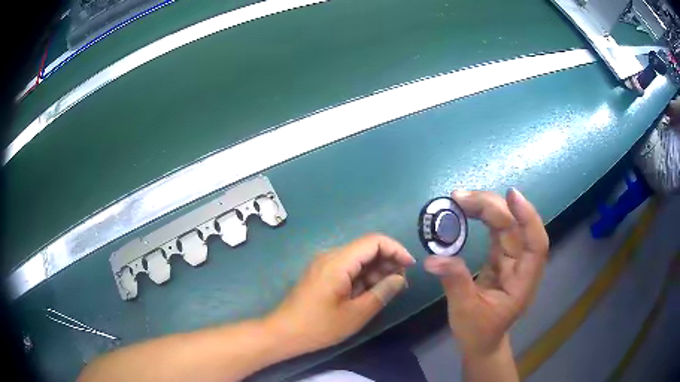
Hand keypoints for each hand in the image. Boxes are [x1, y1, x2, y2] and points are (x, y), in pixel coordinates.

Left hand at [266, 234, 415, 352]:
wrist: (284, 333)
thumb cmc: (320, 326)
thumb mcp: (356, 314)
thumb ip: (382, 293)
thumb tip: (400, 278)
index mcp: (338, 262)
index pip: (374, 241)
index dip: (396, 249)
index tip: (410, 266)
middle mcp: (331, 256)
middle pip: (367, 249)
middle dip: (388, 262)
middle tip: (401, 283)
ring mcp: (325, 265)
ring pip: (359, 259)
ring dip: (377, 271)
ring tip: (390, 290)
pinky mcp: (323, 274)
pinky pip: (349, 269)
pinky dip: (364, 277)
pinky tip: (372, 292)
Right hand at [425, 189, 548, 356]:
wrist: (481, 343)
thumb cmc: (479, 332)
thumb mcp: (465, 310)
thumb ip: (454, 282)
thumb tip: (433, 258)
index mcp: (523, 281)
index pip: (535, 243)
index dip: (527, 218)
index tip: (511, 195)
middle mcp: (521, 266)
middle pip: (515, 228)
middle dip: (492, 207)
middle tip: (460, 197)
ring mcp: (511, 261)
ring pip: (505, 226)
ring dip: (486, 208)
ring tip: (460, 198)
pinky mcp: (500, 259)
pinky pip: (496, 233)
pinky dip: (483, 219)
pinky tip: (468, 210)